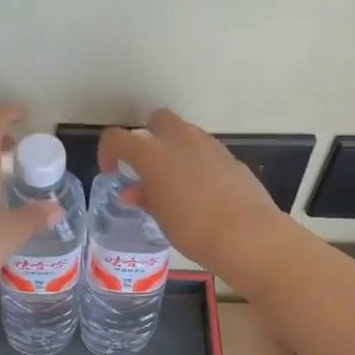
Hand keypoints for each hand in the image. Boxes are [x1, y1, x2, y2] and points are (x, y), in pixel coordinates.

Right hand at [98, 109, 287, 276]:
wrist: (246, 235)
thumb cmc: (193, 229)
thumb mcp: (161, 217)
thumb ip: (145, 197)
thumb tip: (133, 192)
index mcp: (152, 153)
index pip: (117, 138)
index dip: (108, 151)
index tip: (112, 171)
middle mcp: (180, 139)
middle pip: (157, 119)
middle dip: (149, 135)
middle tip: (148, 166)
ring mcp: (209, 145)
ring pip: (185, 133)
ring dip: (175, 148)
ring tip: (176, 181)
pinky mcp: (230, 156)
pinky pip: (206, 150)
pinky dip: (198, 161)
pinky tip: (203, 190)